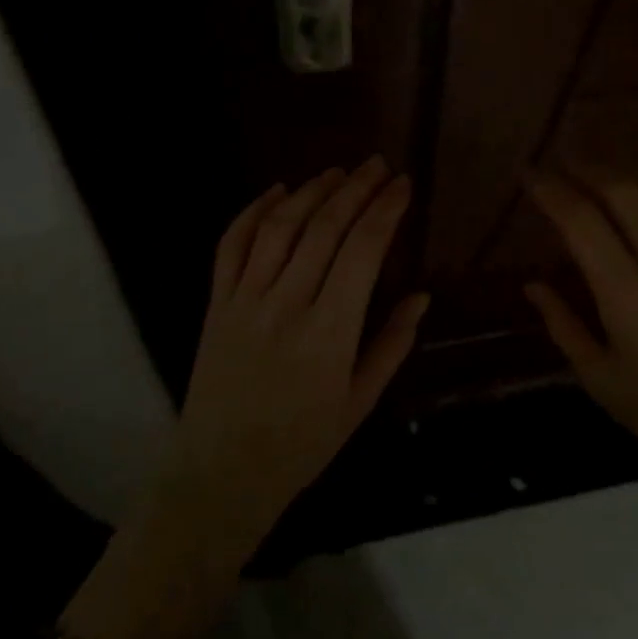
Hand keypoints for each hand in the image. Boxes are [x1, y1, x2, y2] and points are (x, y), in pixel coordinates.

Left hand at [173, 159, 428, 554]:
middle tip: (378, 165)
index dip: (385, 210)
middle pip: (324, 228)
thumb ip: (392, 344)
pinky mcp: (215, 304)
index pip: (363, 251)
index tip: (403, 185)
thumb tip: (421, 295)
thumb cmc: (302, 444)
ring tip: (337, 171)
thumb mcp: (360, 402)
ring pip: (279, 227)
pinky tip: (277, 190)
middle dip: (356, 189)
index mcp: (329, 332)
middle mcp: (286, 305)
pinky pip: (231, 246)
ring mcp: (245, 301)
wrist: (221, 474)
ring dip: (311, 192)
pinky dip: (252, 212)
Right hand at [523, 173, 637, 485]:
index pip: (581, 219)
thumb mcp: (600, 378)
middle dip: (586, 169)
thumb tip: (534, 285)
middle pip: (622, 191)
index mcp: (626, 292)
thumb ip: (563, 325)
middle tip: (559, 163)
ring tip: (594, 179)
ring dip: (620, 178)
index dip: (550, 190)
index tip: (528, 173)